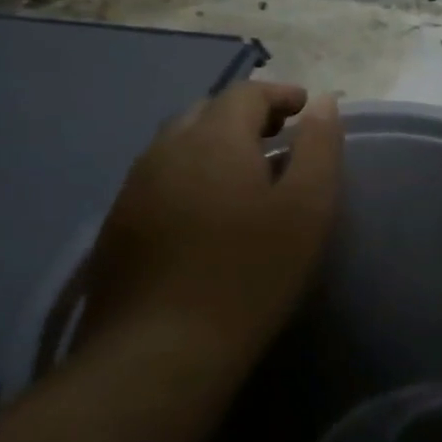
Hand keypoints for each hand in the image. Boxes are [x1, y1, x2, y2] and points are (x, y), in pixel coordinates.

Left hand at [80, 82, 341, 373]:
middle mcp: (165, 151)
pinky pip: (161, 177)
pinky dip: (193, 174)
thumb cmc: (253, 272)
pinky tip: (210, 210)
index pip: (245, 93)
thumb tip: (323, 102)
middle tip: (282, 138)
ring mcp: (134, 188)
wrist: (163, 348)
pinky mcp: (118, 224)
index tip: (308, 109)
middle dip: (247, 115)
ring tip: (249, 172)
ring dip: (216, 144)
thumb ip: (319, 148)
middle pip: (207, 112)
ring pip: (178, 145)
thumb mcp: (309, 208)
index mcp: (214, 140)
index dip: (280, 94)